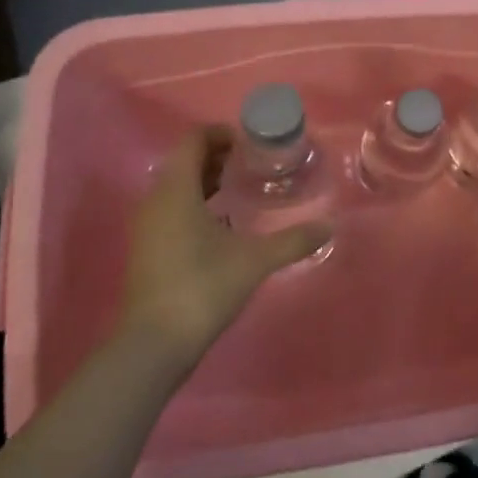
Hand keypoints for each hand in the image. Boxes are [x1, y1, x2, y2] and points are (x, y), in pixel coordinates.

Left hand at [122, 126, 330, 366]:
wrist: (154, 344)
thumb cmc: (202, 287)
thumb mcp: (254, 260)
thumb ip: (293, 240)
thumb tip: (330, 225)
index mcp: (176, 190)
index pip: (194, 140)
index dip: (222, 133)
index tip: (253, 142)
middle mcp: (155, 200)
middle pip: (185, 161)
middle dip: (218, 156)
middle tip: (255, 163)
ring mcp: (148, 226)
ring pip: (177, 187)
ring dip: (207, 180)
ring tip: (243, 188)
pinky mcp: (148, 248)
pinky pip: (172, 209)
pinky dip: (197, 203)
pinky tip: (225, 223)